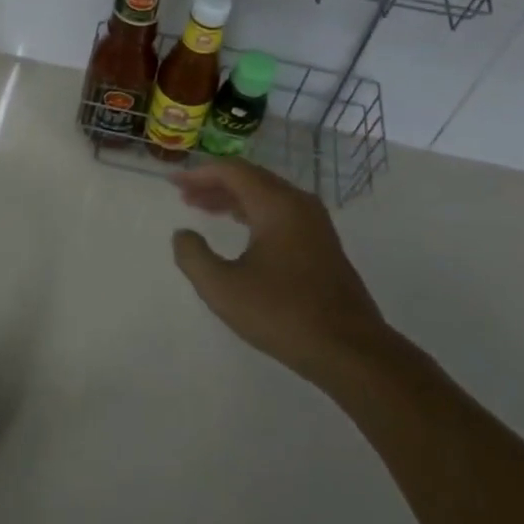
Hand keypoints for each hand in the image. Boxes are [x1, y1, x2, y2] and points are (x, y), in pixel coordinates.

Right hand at [173, 159, 388, 382]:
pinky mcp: (323, 244)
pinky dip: (253, 213)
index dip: (198, 173)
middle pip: (250, 178)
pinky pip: (280, 212)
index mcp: (276, 204)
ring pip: (267, 195)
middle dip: (214, 184)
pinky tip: (240, 230)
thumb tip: (183, 234)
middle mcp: (298, 204)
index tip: (172, 182)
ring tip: (203, 210)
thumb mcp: (222, 289)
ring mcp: (315, 224)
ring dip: (233, 199)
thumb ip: (193, 256)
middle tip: (184, 196)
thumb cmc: (282, 314)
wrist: (351, 351)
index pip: (232, 171)